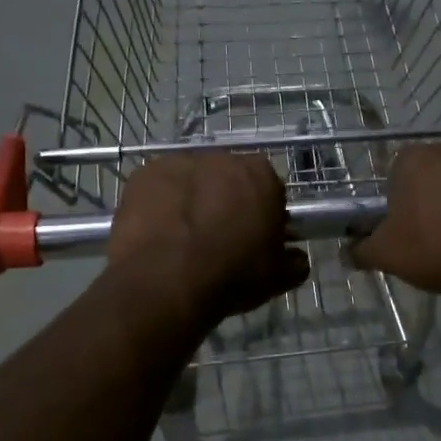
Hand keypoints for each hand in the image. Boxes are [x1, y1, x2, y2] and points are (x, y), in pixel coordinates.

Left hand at [107, 153, 308, 327]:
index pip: (269, 187)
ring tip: (184, 238)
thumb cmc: (232, 275)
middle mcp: (222, 158)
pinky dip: (159, 204)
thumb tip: (297, 258)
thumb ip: (294, 262)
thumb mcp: (278, 277)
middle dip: (226, 200)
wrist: (166, 281)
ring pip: (191, 180)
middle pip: (228, 178)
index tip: (256, 236)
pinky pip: (158, 188)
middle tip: (220, 236)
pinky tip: (158, 234)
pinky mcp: (143, 175)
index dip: (263, 211)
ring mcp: (178, 162)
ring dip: (191, 199)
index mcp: (261, 175)